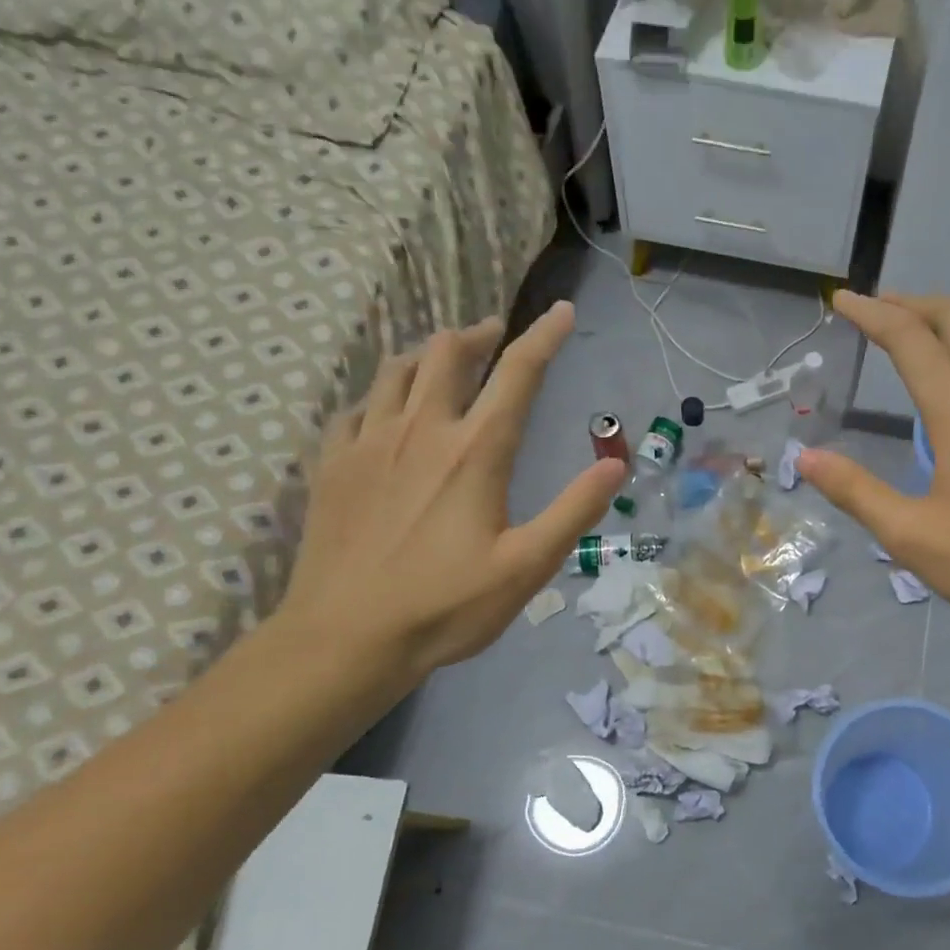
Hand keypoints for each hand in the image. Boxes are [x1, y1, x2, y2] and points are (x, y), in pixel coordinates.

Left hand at [278, 303, 625, 692]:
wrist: (347, 638)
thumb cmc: (446, 606)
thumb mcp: (527, 566)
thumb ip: (573, 511)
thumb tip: (616, 465)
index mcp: (475, 452)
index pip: (517, 375)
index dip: (543, 338)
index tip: (561, 311)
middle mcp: (421, 431)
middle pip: (446, 354)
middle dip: (478, 335)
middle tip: (496, 335)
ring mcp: (369, 443)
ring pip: (396, 370)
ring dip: (427, 354)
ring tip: (444, 358)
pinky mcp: (333, 465)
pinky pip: (357, 408)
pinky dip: (381, 395)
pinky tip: (387, 411)